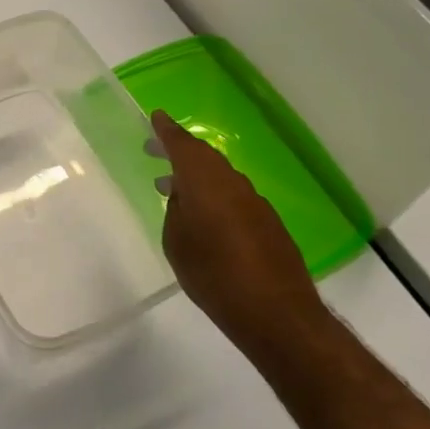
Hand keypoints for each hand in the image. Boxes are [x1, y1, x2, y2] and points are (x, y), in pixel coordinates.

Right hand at [148, 110, 327, 352]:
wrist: (274, 311)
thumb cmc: (213, 274)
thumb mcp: (177, 242)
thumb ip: (176, 212)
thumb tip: (184, 198)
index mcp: (206, 182)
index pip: (183, 146)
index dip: (167, 131)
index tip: (155, 117)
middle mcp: (233, 184)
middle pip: (204, 158)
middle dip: (179, 152)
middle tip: (155, 151)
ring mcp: (255, 203)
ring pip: (221, 178)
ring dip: (197, 177)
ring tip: (172, 188)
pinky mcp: (269, 224)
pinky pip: (235, 198)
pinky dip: (215, 197)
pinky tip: (205, 218)